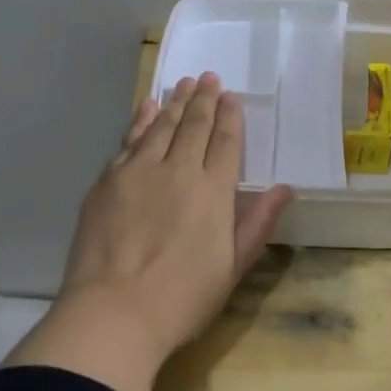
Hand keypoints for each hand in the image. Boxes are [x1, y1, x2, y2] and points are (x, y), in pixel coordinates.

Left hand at [6, 74, 291, 390]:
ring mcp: (138, 172)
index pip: (226, 143)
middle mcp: (178, 170)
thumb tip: (284, 189)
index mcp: (214, 191)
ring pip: (159, 126)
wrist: (114, 313)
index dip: (230, 117)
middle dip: (203, 99)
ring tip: (182, 84)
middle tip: (208, 77)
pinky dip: (140, 120)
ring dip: (173, 102)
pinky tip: (145, 107)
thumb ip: (257, 223)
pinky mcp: (107, 181)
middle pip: (193, 125)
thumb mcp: (232, 267)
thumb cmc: (182, 299)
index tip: (230, 96)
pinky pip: (128, 139)